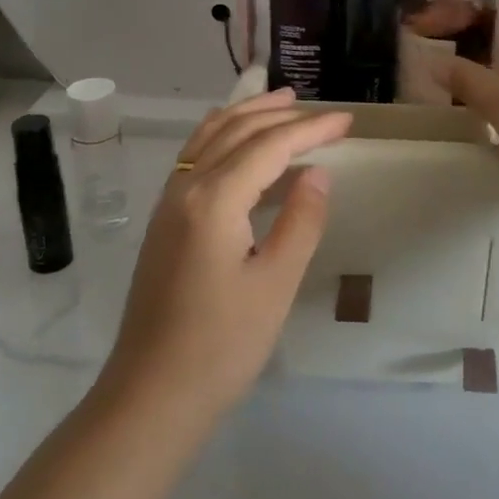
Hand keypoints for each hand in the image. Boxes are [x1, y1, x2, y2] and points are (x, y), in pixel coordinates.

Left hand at [104, 89, 351, 417]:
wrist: (151, 396)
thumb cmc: (221, 345)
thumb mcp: (276, 283)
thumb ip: (300, 221)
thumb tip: (317, 173)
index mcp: (213, 200)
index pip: (269, 146)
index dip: (311, 129)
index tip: (347, 121)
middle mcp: (185, 189)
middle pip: (236, 130)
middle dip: (281, 114)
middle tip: (322, 111)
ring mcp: (168, 204)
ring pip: (209, 137)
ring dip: (247, 115)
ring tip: (281, 103)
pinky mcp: (164, 222)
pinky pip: (195, 157)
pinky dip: (224, 136)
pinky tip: (240, 145)